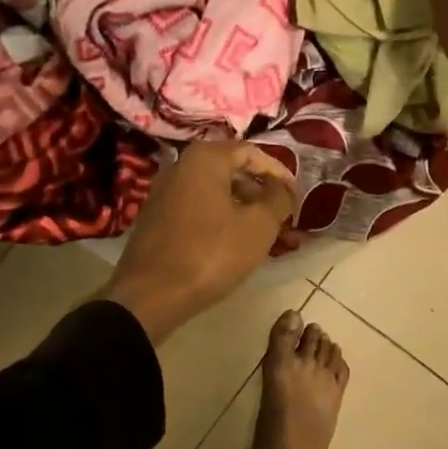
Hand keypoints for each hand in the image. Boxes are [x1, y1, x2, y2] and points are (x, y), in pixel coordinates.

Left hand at [100, 141, 294, 342]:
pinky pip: (199, 210)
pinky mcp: (157, 218)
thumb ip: (278, 199)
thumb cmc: (211, 253)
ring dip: (244, 210)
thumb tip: (283, 188)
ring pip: (216, 194)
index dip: (279, 173)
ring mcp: (165, 193)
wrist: (151, 295)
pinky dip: (222, 220)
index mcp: (205, 158)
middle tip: (283, 217)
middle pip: (232, 172)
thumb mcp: (258, 226)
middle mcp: (181, 166)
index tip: (296, 197)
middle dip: (261, 194)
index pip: (251, 153)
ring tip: (267, 236)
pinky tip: (236, 244)